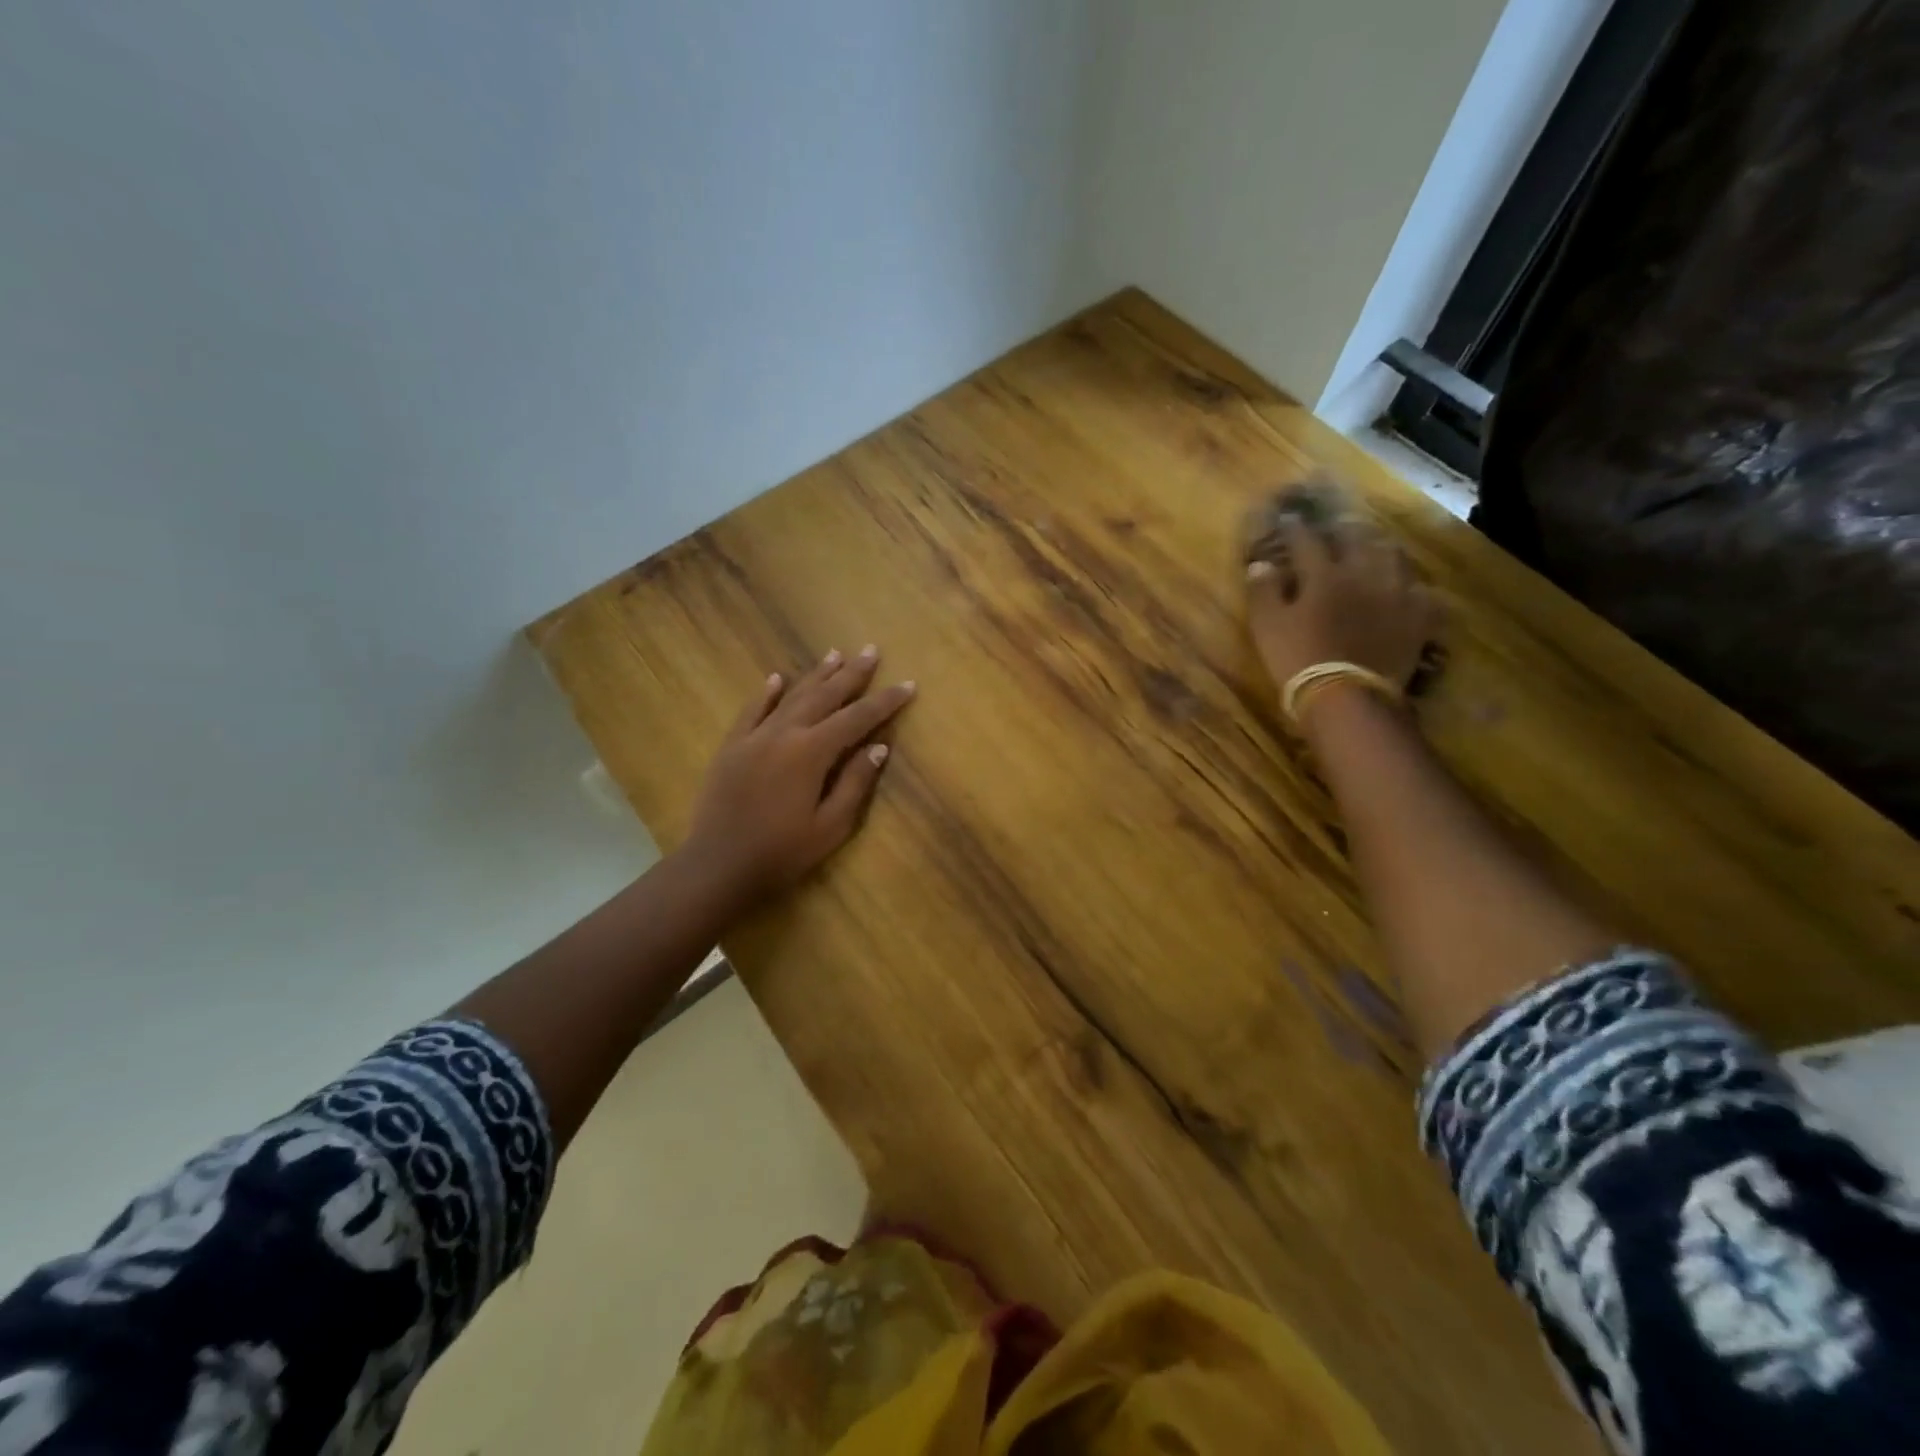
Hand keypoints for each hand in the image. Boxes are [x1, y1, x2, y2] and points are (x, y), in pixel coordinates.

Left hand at [680, 646, 915, 903]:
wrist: (718, 865)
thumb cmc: (782, 852)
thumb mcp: (830, 826)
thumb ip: (855, 783)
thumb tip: (879, 747)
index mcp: (812, 752)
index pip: (857, 718)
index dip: (884, 701)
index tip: (907, 685)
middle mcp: (784, 733)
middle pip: (824, 696)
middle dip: (851, 674)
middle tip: (870, 651)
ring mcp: (754, 737)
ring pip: (790, 696)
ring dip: (815, 675)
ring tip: (834, 654)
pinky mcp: (731, 747)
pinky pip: (752, 710)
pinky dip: (767, 692)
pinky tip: (777, 678)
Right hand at [1243, 479, 1440, 697]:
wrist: (1347, 696)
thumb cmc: (1298, 658)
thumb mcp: (1267, 626)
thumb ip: (1263, 592)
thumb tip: (1261, 564)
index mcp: (1324, 574)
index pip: (1307, 541)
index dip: (1295, 529)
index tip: (1287, 519)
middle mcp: (1364, 574)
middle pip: (1358, 539)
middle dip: (1344, 528)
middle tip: (1337, 525)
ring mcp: (1396, 594)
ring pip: (1394, 557)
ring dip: (1380, 548)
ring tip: (1374, 548)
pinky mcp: (1418, 618)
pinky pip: (1421, 592)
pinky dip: (1411, 586)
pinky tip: (1407, 589)